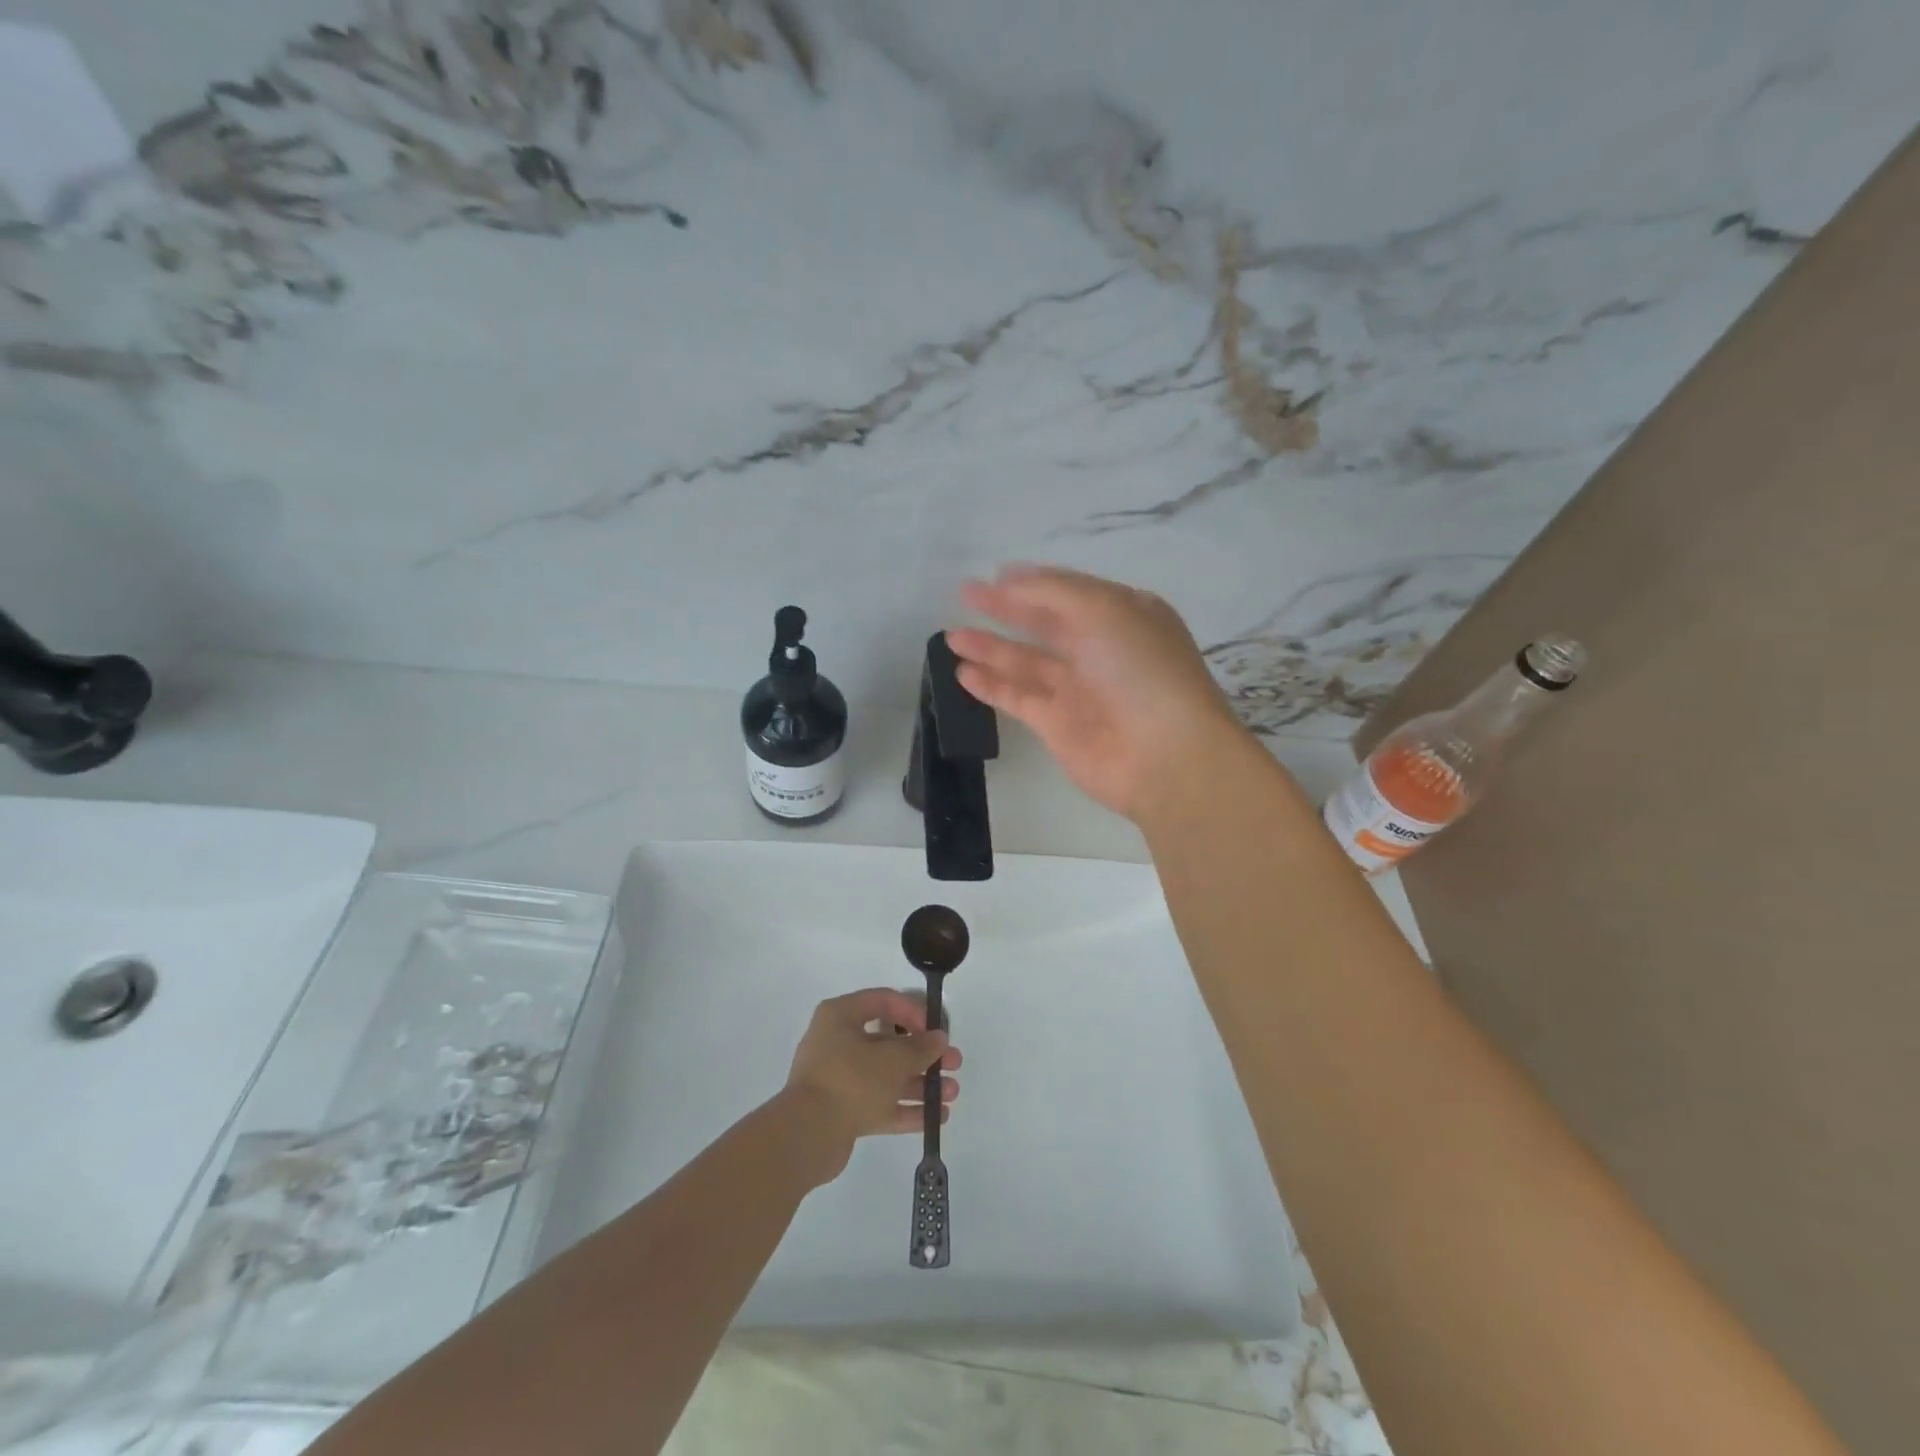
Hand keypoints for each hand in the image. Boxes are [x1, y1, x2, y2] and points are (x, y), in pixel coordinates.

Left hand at [779, 989, 961, 1184]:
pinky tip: (936, 1116)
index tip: (935, 1030)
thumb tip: (939, 1039)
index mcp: (841, 1016)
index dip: (913, 1012)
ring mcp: (840, 1079)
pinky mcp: (843, 1111)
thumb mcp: (892, 1059)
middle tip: (954, 1063)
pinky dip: (907, 1108)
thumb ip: (920, 1048)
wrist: (806, 1135)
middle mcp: (838, 1042)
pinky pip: (881, 1104)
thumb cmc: (850, 1080)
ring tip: (952, 1093)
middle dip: (924, 1054)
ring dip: (921, 1083)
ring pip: (887, 1076)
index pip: (883, 1001)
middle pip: (889, 1043)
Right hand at [946, 565, 1248, 822]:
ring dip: (990, 647)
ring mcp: (1079, 689)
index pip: (1071, 591)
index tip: (996, 574)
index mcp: (1123, 615)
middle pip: (1044, 623)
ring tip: (951, 636)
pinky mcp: (1058, 725)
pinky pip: (1018, 697)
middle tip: (965, 594)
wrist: (1164, 755)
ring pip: (1026, 661)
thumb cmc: (1141, 670)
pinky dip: (991, 685)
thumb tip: (1009, 579)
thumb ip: (1052, 591)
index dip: (1033, 582)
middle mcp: (1101, 649)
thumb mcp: (1103, 610)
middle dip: (1006, 609)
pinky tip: (962, 672)